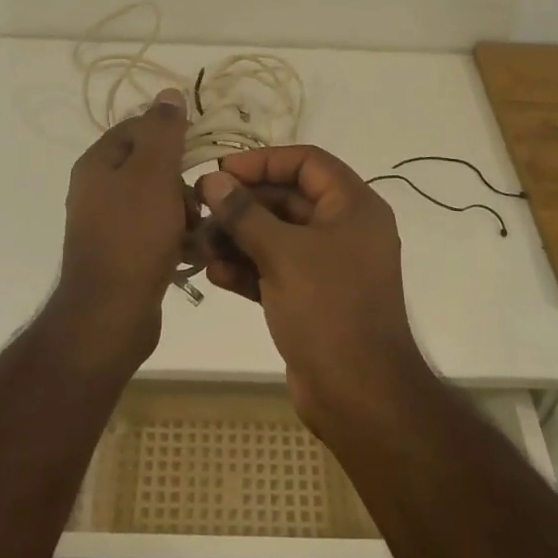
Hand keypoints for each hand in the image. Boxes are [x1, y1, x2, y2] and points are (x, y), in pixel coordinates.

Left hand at [50, 88, 194, 371]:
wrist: (110, 315)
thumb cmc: (134, 236)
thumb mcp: (153, 174)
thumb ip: (163, 131)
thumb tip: (168, 93)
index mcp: (98, 164)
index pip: (138, 128)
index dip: (171, 135)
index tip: (198, 154)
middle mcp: (96, 189)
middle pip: (150, 165)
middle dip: (180, 181)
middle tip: (197, 201)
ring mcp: (107, 224)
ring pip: (156, 200)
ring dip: (183, 211)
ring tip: (197, 232)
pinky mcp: (121, 253)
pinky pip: (154, 232)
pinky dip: (174, 237)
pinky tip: (191, 253)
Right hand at [195, 146, 433, 430]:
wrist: (359, 396)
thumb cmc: (327, 309)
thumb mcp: (282, 253)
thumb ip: (244, 213)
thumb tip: (212, 180)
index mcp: (353, 206)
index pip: (307, 162)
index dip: (263, 161)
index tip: (222, 170)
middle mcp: (344, 229)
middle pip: (287, 199)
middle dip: (242, 205)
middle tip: (199, 208)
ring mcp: (327, 266)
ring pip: (276, 236)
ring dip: (237, 238)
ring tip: (198, 245)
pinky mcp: (311, 298)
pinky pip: (275, 269)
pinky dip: (247, 268)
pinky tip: (214, 273)